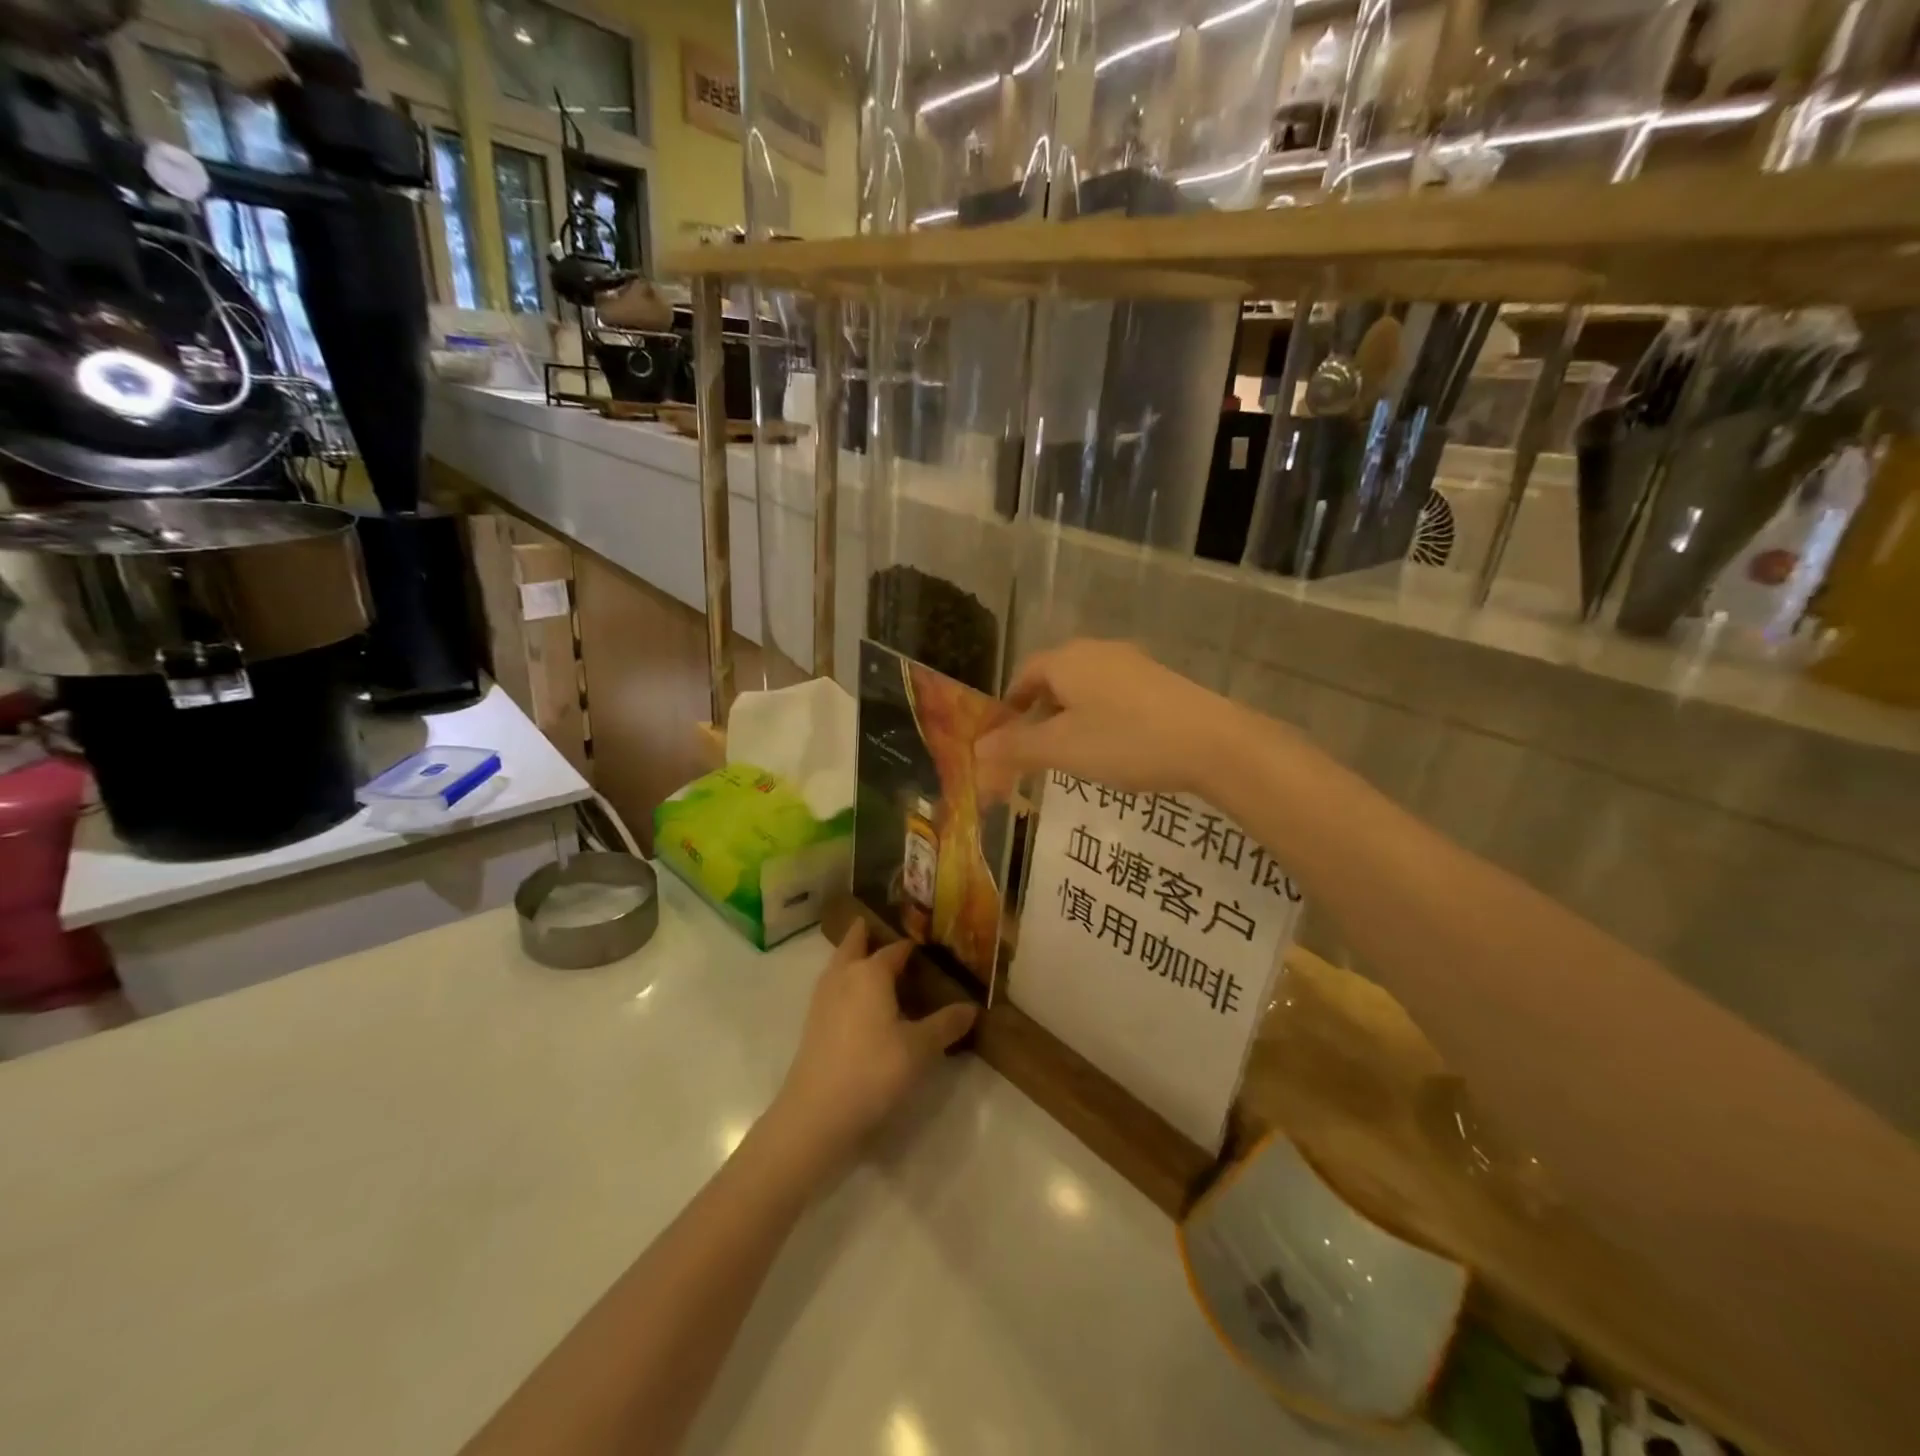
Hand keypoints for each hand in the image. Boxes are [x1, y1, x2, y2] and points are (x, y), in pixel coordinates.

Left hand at [763, 921, 976, 1185]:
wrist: (817, 1114)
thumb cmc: (873, 1070)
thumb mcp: (920, 1049)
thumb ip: (945, 1025)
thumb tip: (972, 1008)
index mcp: (870, 973)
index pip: (894, 950)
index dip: (910, 946)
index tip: (925, 943)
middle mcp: (844, 977)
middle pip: (853, 945)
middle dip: (864, 934)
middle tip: (877, 926)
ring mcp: (823, 1000)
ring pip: (838, 966)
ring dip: (851, 957)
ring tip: (867, 960)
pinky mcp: (813, 1025)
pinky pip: (832, 988)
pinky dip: (844, 982)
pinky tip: (856, 1002)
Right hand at [975, 640, 1256, 797]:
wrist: (1213, 742)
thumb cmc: (1126, 741)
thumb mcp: (1062, 749)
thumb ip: (1016, 747)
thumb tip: (978, 747)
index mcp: (1067, 660)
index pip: (1025, 672)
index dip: (1011, 702)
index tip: (1005, 732)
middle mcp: (1097, 651)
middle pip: (1055, 677)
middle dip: (1039, 710)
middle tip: (1034, 746)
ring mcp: (1133, 663)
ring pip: (1086, 685)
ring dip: (1070, 714)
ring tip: (1071, 750)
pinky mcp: (1160, 681)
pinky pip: (1114, 693)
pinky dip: (1099, 715)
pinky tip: (1112, 744)